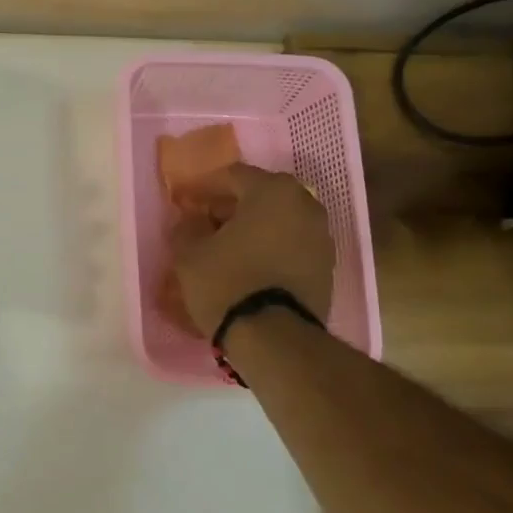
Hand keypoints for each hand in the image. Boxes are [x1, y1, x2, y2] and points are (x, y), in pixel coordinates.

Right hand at [168, 164, 334, 337]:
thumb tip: (192, 219)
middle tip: (207, 222)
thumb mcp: (190, 253)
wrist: (274, 337)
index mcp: (272, 191)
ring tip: (227, 247)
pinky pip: (291, 246)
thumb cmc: (227, 283)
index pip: (233, 175)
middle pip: (261, 196)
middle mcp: (305, 204)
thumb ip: (188, 227)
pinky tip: (249, 266)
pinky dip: (271, 249)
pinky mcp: (326, 266)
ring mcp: (321, 236)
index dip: (205, 187)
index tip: (186, 201)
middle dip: (233, 206)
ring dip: (254, 228)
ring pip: (279, 221)